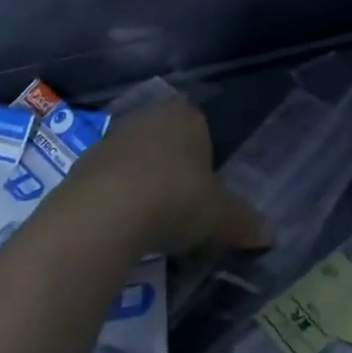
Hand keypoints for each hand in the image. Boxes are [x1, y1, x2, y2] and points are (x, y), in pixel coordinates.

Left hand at [65, 96, 270, 257]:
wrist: (103, 213)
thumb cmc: (175, 199)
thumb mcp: (220, 217)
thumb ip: (243, 222)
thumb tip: (270, 235)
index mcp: (187, 116)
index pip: (201, 125)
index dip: (204, 155)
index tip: (206, 188)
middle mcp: (149, 117)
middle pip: (165, 138)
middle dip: (172, 166)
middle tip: (181, 204)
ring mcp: (111, 137)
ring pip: (135, 157)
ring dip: (141, 181)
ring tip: (150, 221)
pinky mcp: (81, 164)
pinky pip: (107, 179)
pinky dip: (114, 198)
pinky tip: (120, 227)